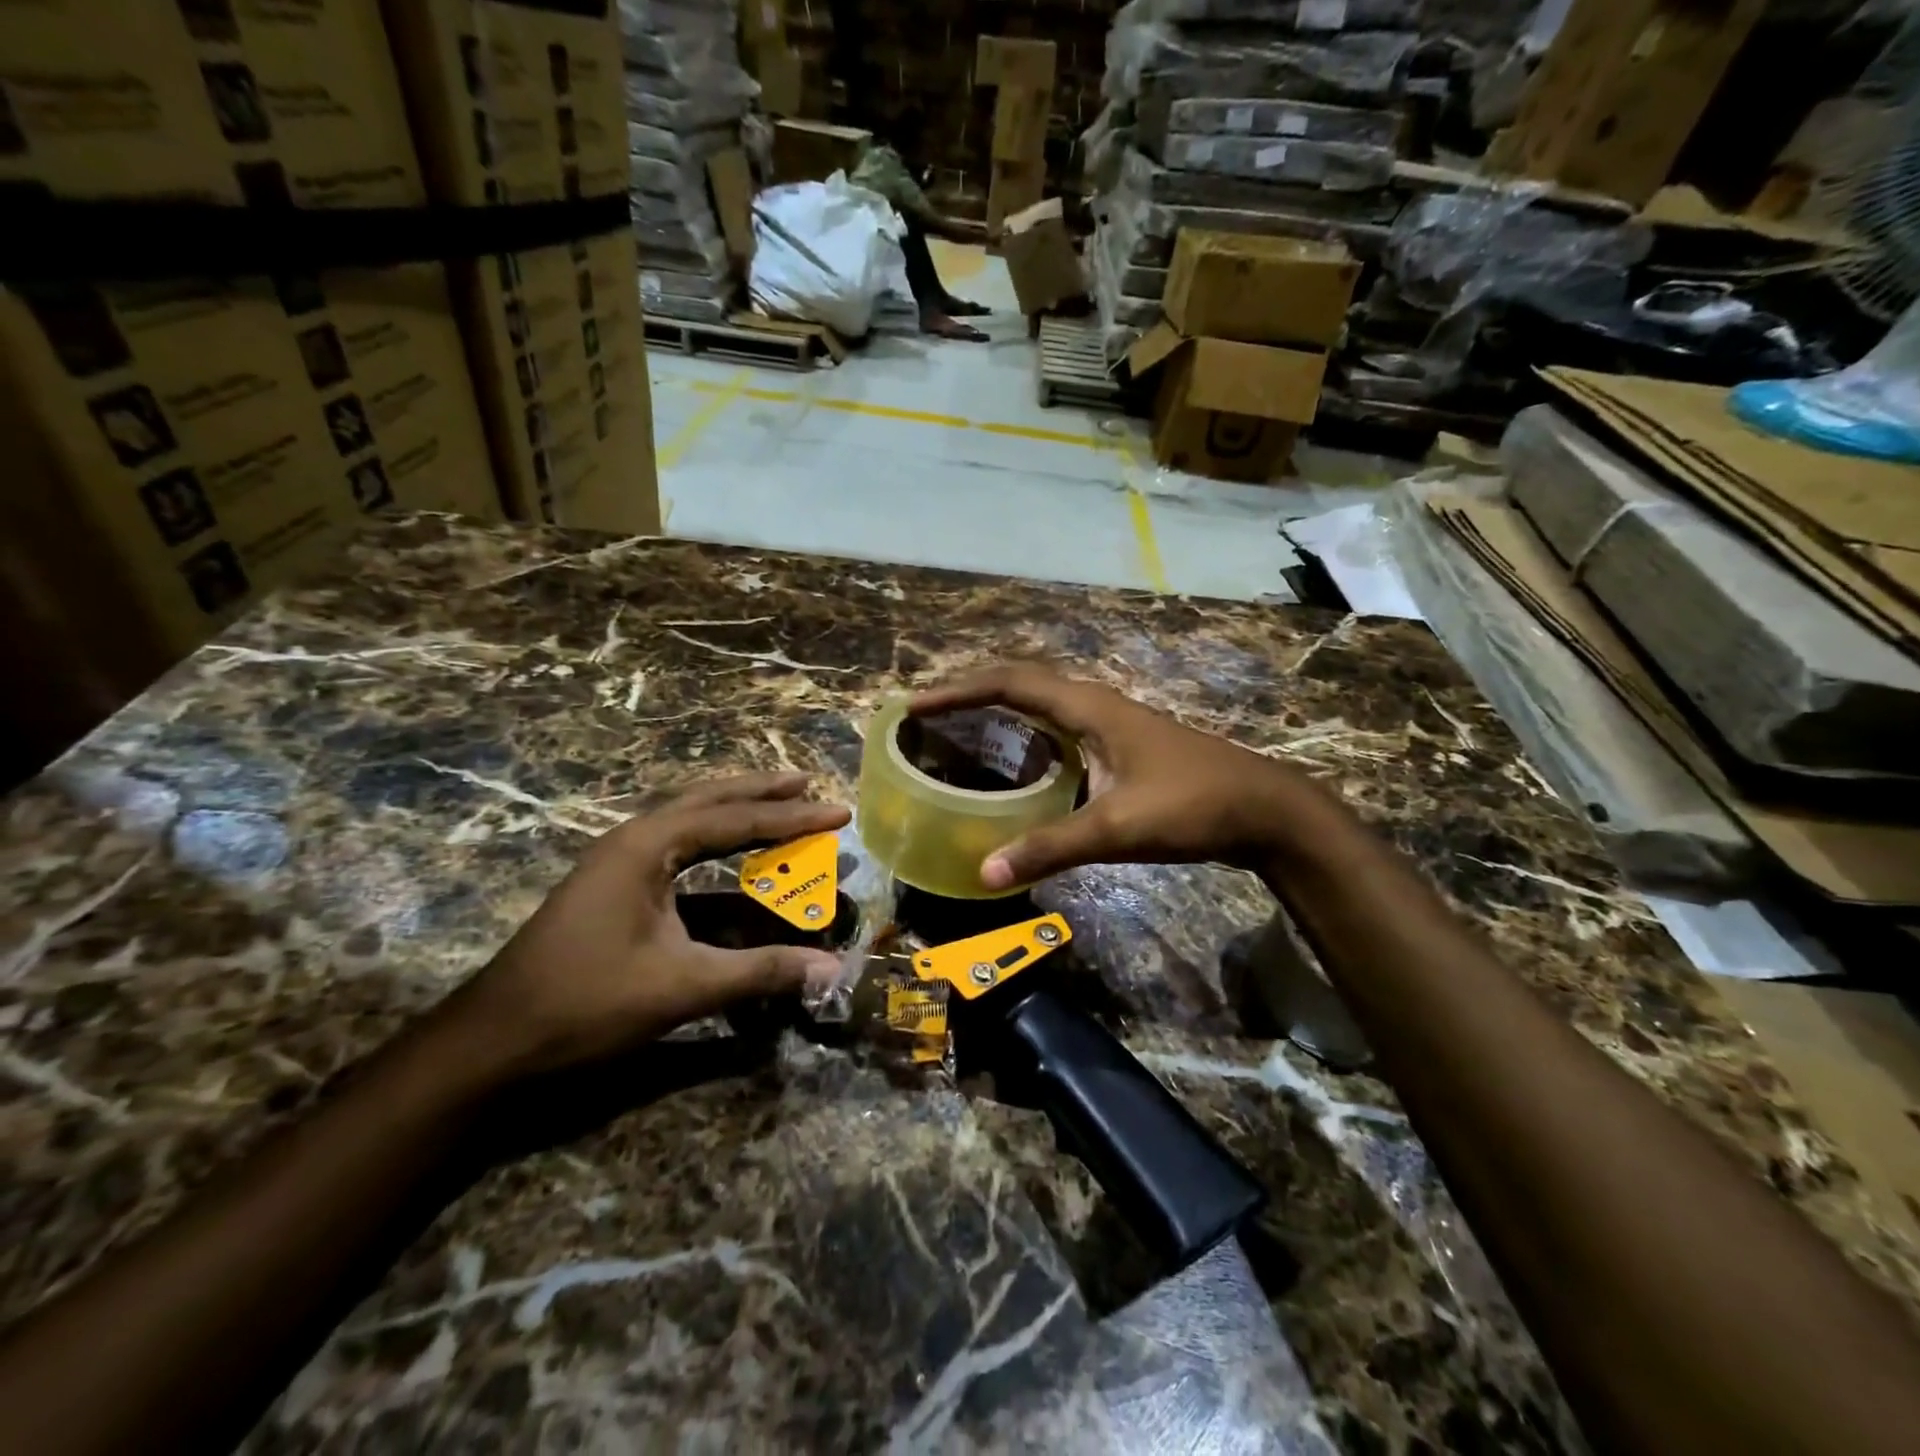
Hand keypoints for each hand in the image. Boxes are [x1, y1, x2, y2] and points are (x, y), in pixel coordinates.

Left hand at [451, 774, 849, 1077]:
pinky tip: (733, 860)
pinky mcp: (615, 889)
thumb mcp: (682, 986)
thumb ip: (761, 971)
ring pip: (689, 822)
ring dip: (736, 814)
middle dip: (760, 793)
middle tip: (806, 784)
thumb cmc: (586, 1003)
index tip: (838, 811)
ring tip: (779, 805)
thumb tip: (831, 967)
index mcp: (646, 846)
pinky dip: (714, 849)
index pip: (735, 820)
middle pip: (708, 801)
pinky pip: (677, 852)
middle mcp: (633, 840)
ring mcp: (619, 864)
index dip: (792, 818)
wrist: (492, 1043)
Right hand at [910, 664, 1335, 888]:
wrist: (1266, 810)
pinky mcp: (1122, 744)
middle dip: (970, 693)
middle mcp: (1095, 704)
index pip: (1010, 684)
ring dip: (998, 710)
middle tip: (927, 716)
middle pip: (1020, 684)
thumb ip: (1051, 847)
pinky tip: (1018, 766)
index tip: (915, 705)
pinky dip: (1026, 736)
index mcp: (1089, 708)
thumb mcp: (1118, 828)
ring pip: (1042, 704)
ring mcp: (1112, 723)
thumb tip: (983, 872)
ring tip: (958, 731)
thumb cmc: (1194, 806)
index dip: (958, 691)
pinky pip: (1059, 727)